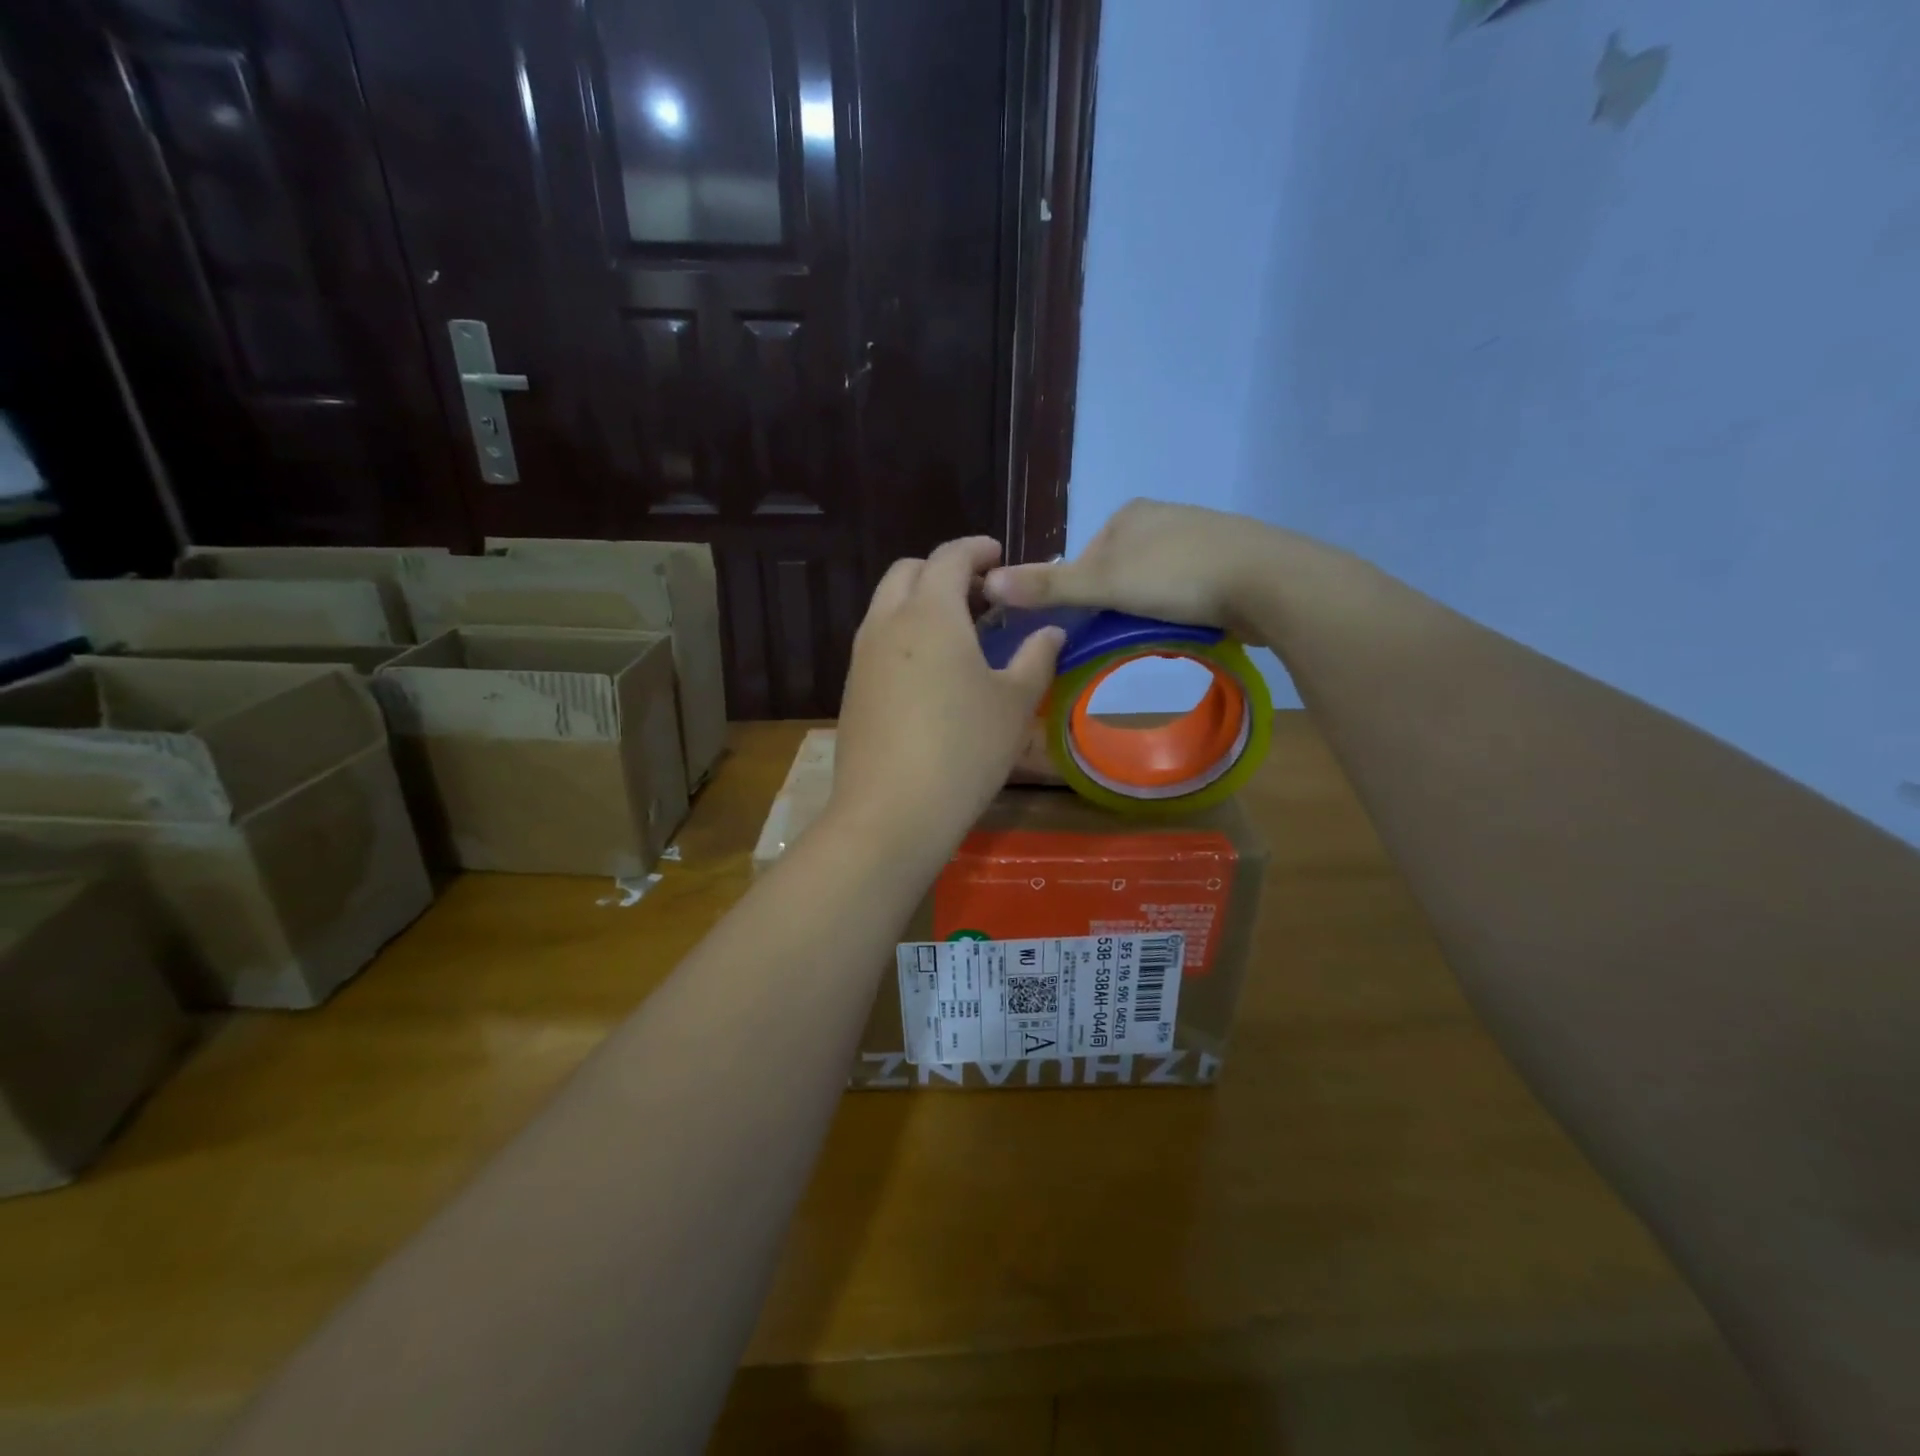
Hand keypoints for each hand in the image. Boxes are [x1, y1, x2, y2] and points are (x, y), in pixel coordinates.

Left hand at [830, 538, 1064, 856]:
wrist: (891, 812)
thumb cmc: (964, 750)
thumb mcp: (1014, 703)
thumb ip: (1036, 658)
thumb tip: (1050, 633)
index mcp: (930, 612)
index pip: (950, 557)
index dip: (976, 549)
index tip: (998, 556)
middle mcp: (887, 623)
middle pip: (908, 572)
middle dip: (943, 570)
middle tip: (979, 595)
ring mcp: (861, 656)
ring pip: (887, 606)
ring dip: (919, 601)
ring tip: (956, 631)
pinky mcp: (851, 688)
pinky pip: (876, 640)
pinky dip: (903, 634)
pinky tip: (929, 671)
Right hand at [982, 499, 1274, 643]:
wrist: (1267, 580)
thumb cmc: (1177, 576)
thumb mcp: (1103, 583)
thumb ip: (1048, 586)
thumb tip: (986, 582)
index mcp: (1129, 514)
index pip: (1084, 559)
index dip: (1081, 596)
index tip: (1091, 627)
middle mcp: (1162, 517)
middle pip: (1119, 572)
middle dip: (1117, 605)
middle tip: (1125, 635)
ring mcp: (1200, 536)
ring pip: (1153, 583)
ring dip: (1149, 610)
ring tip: (1158, 634)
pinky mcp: (1229, 560)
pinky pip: (1187, 590)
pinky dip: (1181, 609)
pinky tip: (1189, 626)